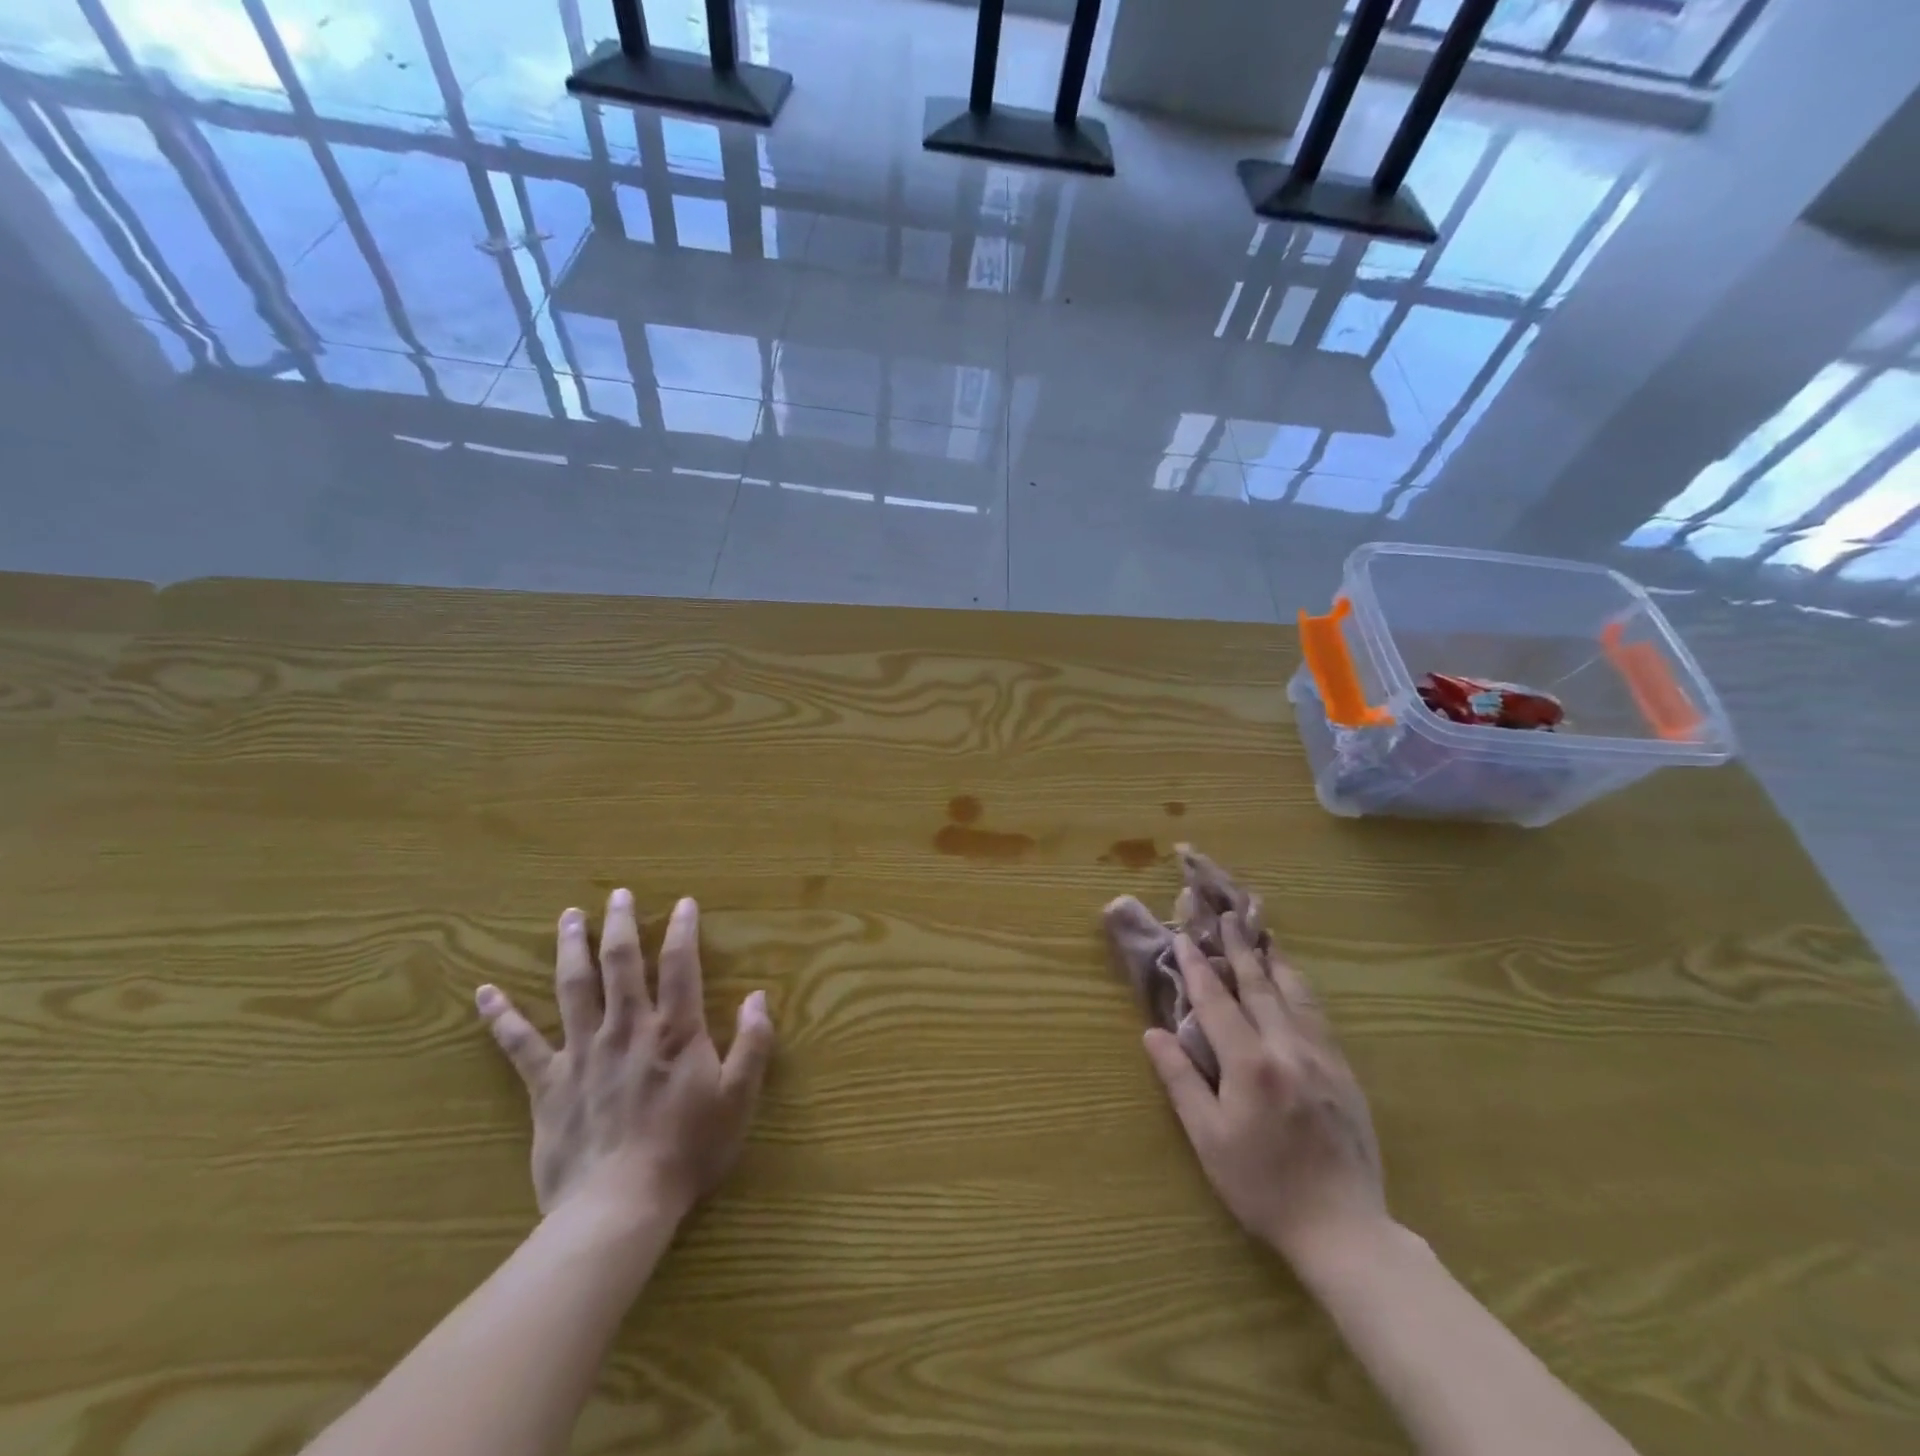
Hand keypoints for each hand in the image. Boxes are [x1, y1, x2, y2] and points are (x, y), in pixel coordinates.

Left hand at [475, 890, 775, 1230]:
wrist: (618, 1207)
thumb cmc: (686, 1151)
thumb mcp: (738, 1099)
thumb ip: (753, 1044)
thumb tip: (759, 997)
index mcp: (674, 1030)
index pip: (679, 965)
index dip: (683, 930)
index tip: (684, 903)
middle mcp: (626, 1028)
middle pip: (621, 963)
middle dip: (620, 924)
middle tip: (617, 893)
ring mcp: (582, 1053)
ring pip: (573, 988)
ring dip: (571, 948)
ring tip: (569, 917)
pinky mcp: (547, 1084)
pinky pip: (519, 1044)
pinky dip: (501, 1017)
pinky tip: (484, 993)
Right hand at [1143, 913, 1387, 1265]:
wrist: (1343, 1228)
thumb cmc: (1263, 1186)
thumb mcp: (1209, 1139)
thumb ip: (1181, 1080)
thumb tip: (1152, 1033)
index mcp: (1250, 1064)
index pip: (1217, 1001)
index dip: (1197, 967)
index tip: (1183, 936)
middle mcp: (1287, 1047)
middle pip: (1258, 985)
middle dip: (1237, 947)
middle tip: (1224, 915)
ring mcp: (1321, 1057)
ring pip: (1294, 993)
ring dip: (1272, 959)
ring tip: (1260, 931)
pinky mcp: (1344, 1071)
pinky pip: (1318, 1014)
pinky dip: (1300, 987)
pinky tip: (1294, 979)